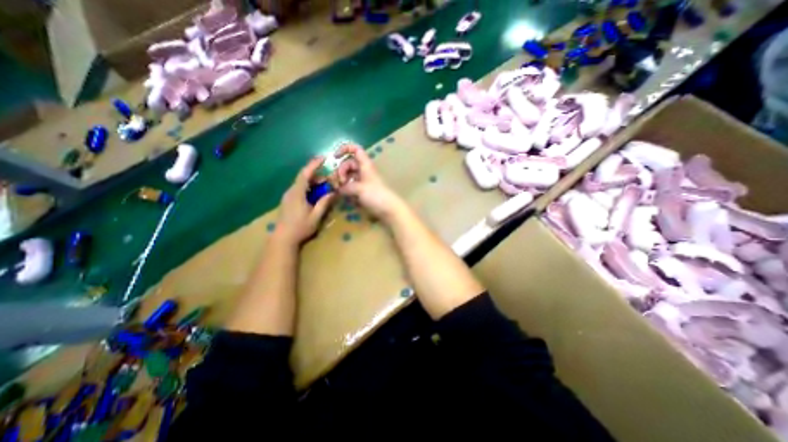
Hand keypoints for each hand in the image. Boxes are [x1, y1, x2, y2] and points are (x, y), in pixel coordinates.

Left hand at [275, 156, 334, 244]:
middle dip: (317, 176)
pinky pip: (299, 190)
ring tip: (324, 188)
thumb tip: (333, 192)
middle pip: (304, 178)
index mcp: (297, 193)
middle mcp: (291, 191)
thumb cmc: (300, 227)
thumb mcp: (316, 216)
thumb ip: (324, 203)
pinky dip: (308, 188)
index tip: (323, 158)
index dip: (314, 164)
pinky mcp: (288, 201)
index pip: (305, 174)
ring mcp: (288, 196)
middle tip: (329, 181)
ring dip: (313, 183)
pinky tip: (315, 195)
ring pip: (301, 184)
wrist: (283, 238)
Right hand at [333, 143, 404, 222]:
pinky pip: (352, 187)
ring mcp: (364, 182)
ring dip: (343, 182)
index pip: (355, 149)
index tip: (335, 157)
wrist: (389, 210)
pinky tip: (347, 198)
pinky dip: (347, 190)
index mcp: (365, 165)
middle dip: (341, 171)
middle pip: (348, 164)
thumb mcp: (359, 189)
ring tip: (340, 191)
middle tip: (339, 183)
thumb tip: (337, 188)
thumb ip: (346, 187)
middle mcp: (364, 171)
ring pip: (349, 176)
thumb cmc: (376, 196)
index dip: (345, 149)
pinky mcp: (364, 192)